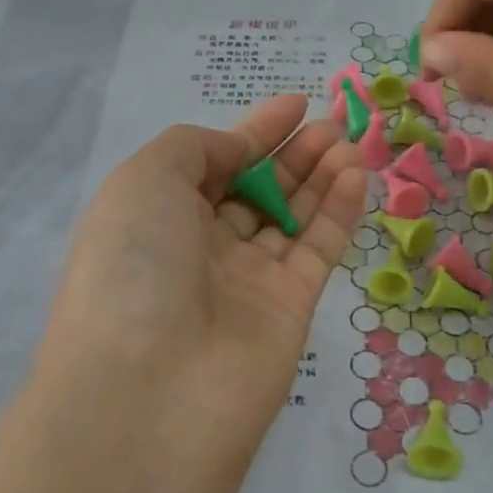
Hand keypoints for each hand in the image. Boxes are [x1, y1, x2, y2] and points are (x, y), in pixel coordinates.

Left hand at [31, 94, 365, 479]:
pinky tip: (356, 173)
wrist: (152, 389)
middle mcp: (200, 248)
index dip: (253, 133)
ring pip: (292, 217)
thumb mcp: (144, 179)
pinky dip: (339, 211)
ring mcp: (246, 281)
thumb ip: (195, 149)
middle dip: (293, 154)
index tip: (295, 103)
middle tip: (334, 122)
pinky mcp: (290, 309)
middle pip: (256, 191)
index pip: (213, 164)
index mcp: (156, 217)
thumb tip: (238, 154)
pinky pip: (318, 248)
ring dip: (321, 176)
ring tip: (350, 141)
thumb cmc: (135, 265)